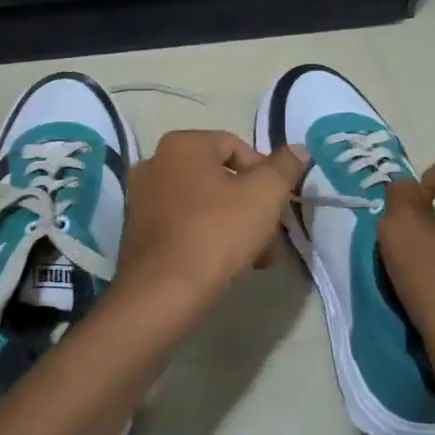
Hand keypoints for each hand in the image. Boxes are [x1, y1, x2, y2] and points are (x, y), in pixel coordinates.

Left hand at [113, 129, 308, 326]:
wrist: (165, 290)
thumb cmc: (217, 232)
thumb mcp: (264, 194)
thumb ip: (284, 167)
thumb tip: (297, 149)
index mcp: (182, 144)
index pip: (236, 146)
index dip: (265, 173)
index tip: (279, 204)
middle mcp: (155, 163)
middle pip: (219, 177)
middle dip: (251, 205)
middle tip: (271, 235)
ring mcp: (142, 198)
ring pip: (203, 204)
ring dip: (234, 224)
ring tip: (256, 256)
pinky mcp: (137, 231)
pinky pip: (183, 224)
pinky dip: (207, 236)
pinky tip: (225, 264)